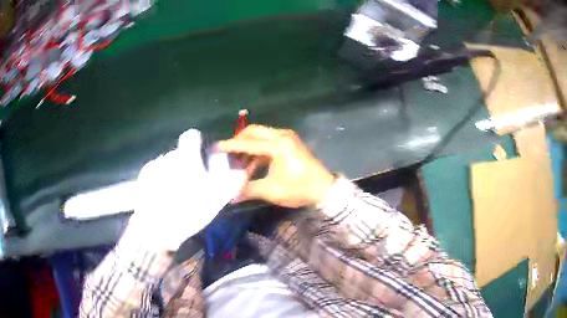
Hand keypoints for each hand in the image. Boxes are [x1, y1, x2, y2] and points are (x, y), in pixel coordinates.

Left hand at [126, 129, 246, 250]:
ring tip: (173, 195)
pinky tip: (160, 197)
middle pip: (179, 154)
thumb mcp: (215, 201)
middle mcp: (168, 158)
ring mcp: (152, 168)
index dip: (196, 143)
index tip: (198, 158)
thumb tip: (241, 171)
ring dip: (171, 174)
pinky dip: (158, 181)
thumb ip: (230, 183)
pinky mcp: (142, 178)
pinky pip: (154, 173)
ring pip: (166, 164)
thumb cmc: (187, 213)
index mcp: (186, 159)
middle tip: (188, 187)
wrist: (155, 229)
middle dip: (184, 166)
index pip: (191, 136)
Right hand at [218, 125, 334, 207]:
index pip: (247, 143)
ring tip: (238, 163)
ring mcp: (287, 137)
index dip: (229, 146)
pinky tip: (251, 165)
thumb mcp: (272, 190)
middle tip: (227, 154)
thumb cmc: (299, 189)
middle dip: (238, 141)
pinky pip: (268, 141)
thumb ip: (248, 190)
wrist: (324, 189)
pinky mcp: (290, 142)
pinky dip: (258, 150)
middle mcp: (282, 135)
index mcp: (278, 145)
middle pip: (253, 132)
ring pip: (261, 135)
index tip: (215, 148)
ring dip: (248, 146)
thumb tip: (230, 196)